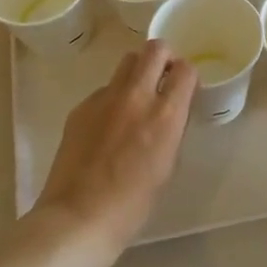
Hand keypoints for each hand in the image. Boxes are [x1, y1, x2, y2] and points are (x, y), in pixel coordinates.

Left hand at [32, 42, 197, 261]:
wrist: (78, 217)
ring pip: (126, 62)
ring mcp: (104, 98)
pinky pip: (103, 89)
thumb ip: (171, 130)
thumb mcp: (167, 165)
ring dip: (138, 71)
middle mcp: (137, 96)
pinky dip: (112, 97)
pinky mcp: (81, 107)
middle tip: (163, 77)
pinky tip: (107, 126)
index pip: (185, 69)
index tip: (184, 88)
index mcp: (166, 114)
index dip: (187, 75)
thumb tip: (170, 114)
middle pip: (155, 49)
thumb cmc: (133, 203)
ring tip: (136, 97)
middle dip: (164, 57)